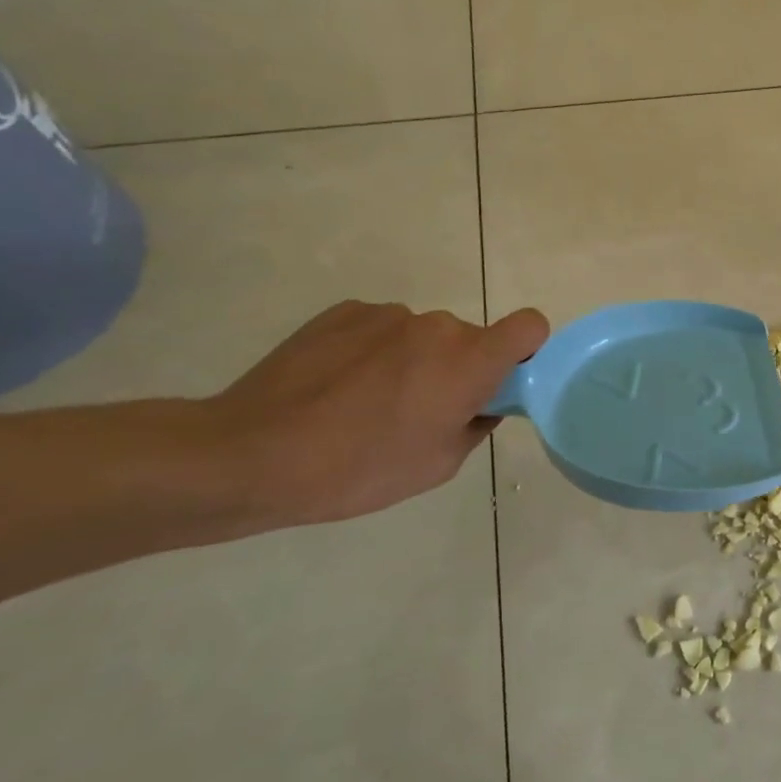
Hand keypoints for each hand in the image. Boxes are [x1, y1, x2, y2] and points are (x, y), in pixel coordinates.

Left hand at [204, 301, 549, 530]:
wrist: (250, 455)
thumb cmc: (359, 469)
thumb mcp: (438, 466)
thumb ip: (476, 425)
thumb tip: (480, 405)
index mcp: (470, 361)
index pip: (530, 325)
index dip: (526, 348)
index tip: (501, 380)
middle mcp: (437, 326)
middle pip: (470, 338)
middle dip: (459, 367)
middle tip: (422, 410)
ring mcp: (387, 315)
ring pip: (422, 335)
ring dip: (413, 359)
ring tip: (367, 402)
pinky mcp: (343, 312)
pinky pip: (380, 329)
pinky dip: (373, 351)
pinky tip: (337, 387)